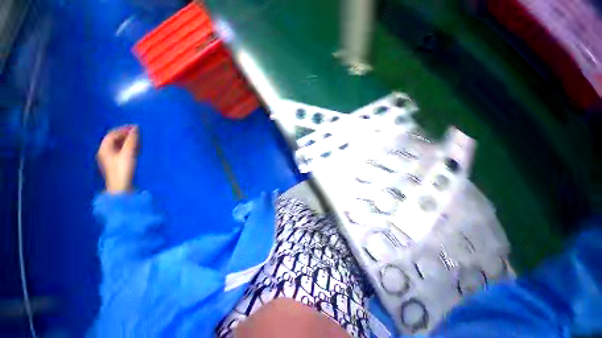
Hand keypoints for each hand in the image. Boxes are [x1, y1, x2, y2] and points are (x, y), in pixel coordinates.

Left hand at [97, 125, 138, 193]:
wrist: (121, 186)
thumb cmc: (123, 169)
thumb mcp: (128, 153)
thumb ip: (132, 140)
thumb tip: (136, 128)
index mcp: (105, 148)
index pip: (112, 134)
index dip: (123, 129)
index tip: (135, 127)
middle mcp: (105, 152)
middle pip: (115, 139)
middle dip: (126, 135)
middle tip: (138, 133)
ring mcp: (111, 158)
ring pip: (119, 145)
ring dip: (128, 141)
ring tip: (139, 140)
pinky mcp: (117, 163)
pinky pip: (122, 151)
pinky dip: (129, 147)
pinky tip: (136, 148)